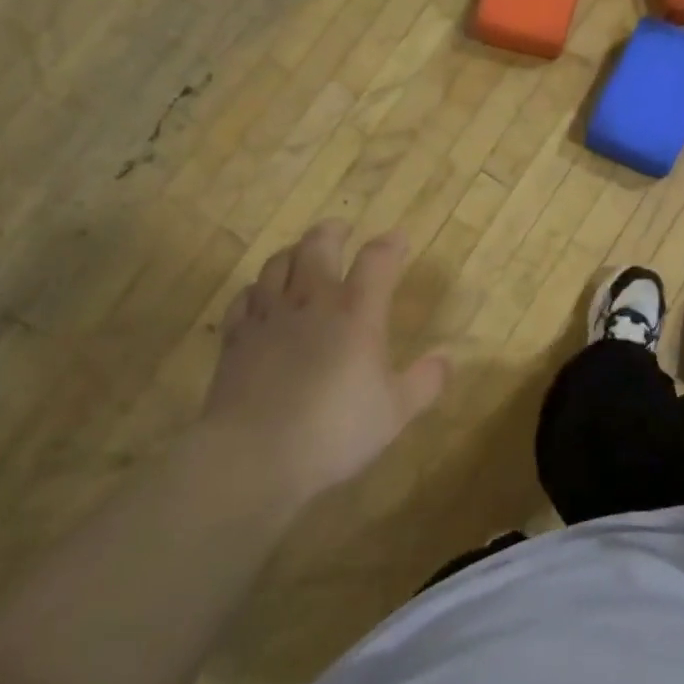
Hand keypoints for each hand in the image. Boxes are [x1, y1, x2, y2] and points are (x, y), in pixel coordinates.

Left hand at [203, 221, 447, 500]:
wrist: (255, 454)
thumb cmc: (335, 431)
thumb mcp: (395, 412)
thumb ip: (425, 382)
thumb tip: (447, 359)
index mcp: (357, 313)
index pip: (377, 260)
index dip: (390, 244)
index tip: (398, 239)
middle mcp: (312, 301)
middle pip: (318, 245)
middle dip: (332, 232)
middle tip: (341, 229)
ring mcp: (269, 315)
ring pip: (277, 263)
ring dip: (292, 252)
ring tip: (300, 254)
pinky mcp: (236, 337)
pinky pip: (244, 297)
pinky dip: (256, 289)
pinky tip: (260, 296)